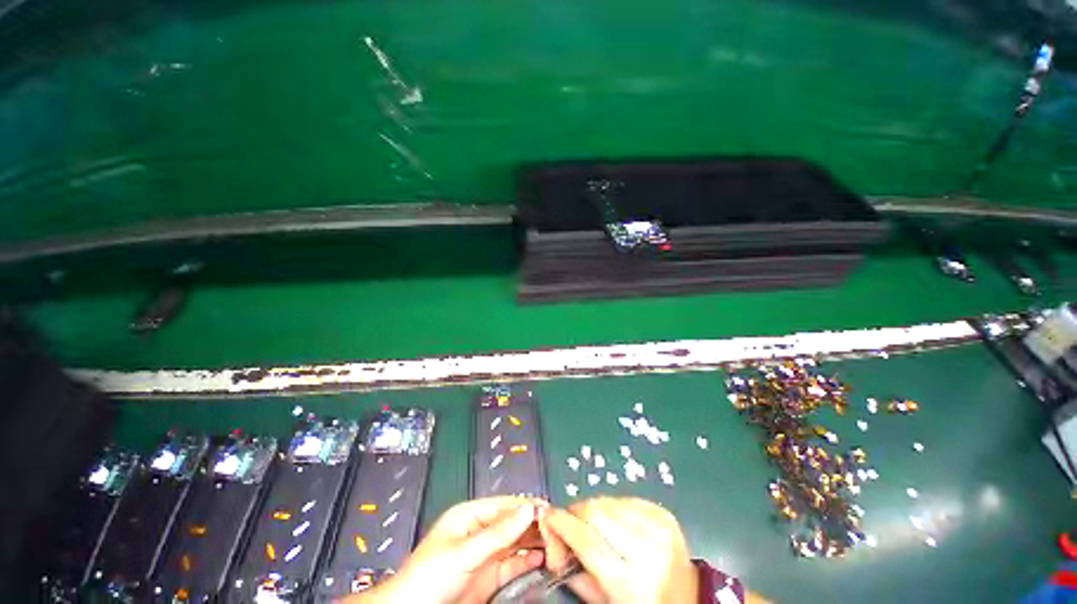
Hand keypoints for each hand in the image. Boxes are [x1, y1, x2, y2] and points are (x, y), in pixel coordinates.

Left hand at [347, 496, 545, 603]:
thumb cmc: (430, 577)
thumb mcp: (464, 553)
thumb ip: (497, 533)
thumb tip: (528, 510)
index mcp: (471, 515)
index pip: (506, 505)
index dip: (527, 506)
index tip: (551, 509)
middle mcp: (481, 531)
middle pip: (513, 523)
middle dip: (534, 524)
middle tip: (559, 528)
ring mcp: (486, 554)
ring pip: (516, 542)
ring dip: (535, 542)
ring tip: (556, 543)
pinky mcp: (490, 576)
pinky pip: (513, 563)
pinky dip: (528, 560)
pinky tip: (543, 559)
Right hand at [539, 496, 698, 603]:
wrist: (687, 601)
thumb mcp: (604, 601)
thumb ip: (574, 569)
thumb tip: (552, 535)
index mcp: (631, 581)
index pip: (585, 539)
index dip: (561, 524)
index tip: (547, 518)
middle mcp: (647, 548)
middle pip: (595, 511)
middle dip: (575, 514)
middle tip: (569, 527)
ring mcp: (658, 525)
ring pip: (606, 500)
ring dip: (592, 510)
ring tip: (592, 527)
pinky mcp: (663, 512)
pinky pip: (623, 498)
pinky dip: (612, 507)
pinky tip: (614, 524)